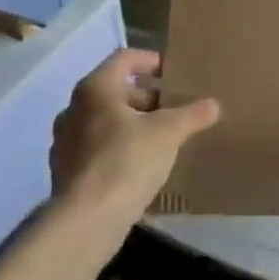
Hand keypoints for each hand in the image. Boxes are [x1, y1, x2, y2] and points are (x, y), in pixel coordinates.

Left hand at [51, 49, 218, 225]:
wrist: (86, 221)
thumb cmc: (126, 161)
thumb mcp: (168, 133)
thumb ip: (192, 114)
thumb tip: (213, 105)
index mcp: (95, 89)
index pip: (124, 58)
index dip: (151, 60)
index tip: (172, 72)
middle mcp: (74, 108)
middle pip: (114, 90)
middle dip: (146, 96)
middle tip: (173, 108)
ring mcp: (65, 141)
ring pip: (105, 120)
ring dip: (132, 123)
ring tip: (161, 136)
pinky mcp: (65, 171)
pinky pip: (97, 147)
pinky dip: (118, 147)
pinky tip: (141, 164)